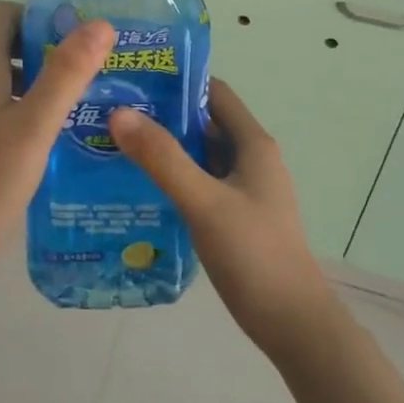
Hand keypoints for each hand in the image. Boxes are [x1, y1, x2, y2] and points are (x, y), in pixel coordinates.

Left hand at [0, 2, 114, 292]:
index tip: (78, 36)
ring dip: (42, 82)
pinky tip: (56, 139)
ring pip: (5, 80)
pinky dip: (28, 110)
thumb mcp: (34, 127)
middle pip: (6, 45)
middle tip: (94, 70)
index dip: (38, 14)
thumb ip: (66, 75)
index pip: (2, 13)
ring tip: (86, 103)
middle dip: (49, 49)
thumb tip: (100, 24)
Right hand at [109, 80, 337, 358]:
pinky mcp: (235, 215)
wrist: (292, 323)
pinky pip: (200, 183)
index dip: (177, 81)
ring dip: (165, 148)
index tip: (133, 79)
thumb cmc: (253, 254)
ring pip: (199, 155)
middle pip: (204, 122)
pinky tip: (138, 187)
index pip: (214, 92)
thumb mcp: (204, 202)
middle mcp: (251, 158)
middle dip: (162, 115)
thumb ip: (163, 158)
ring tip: (115, 145)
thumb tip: (119, 113)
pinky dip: (173, 178)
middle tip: (112, 113)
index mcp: (253, 143)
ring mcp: (244, 189)